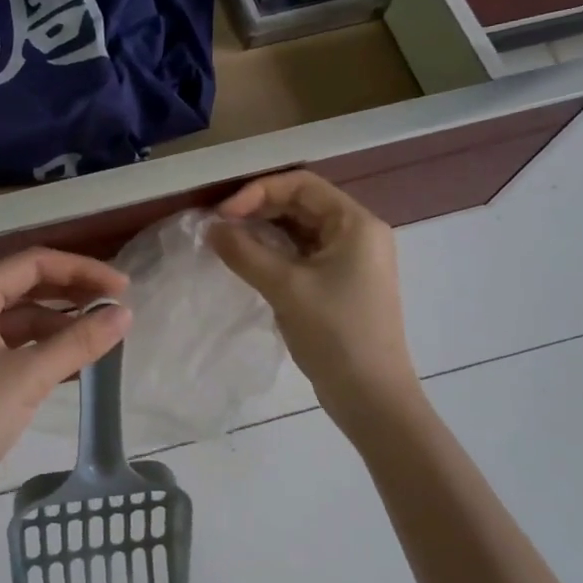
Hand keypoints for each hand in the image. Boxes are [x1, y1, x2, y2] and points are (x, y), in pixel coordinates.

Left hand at [0, 248, 130, 500]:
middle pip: (26, 285)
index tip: (121, 287)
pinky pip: (11, 343)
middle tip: (115, 306)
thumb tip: (125, 314)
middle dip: (71, 292)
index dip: (80, 270)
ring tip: (100, 336)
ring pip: (19, 316)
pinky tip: (73, 361)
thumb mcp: (27, 377)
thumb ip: (78, 342)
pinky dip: (42, 347)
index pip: (32, 263)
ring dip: (59, 322)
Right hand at [208, 171, 418, 416]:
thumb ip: (245, 252)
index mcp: (356, 224)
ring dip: (264, 233)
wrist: (371, 397)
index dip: (258, 191)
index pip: (302, 185)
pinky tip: (249, 264)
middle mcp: (358, 234)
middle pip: (302, 204)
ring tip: (228, 244)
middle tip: (220, 229)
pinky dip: (276, 254)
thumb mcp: (286, 288)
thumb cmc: (335, 334)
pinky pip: (304, 255)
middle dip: (259, 210)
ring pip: (301, 231)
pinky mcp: (342, 284)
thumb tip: (210, 228)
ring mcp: (352, 261)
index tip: (223, 215)